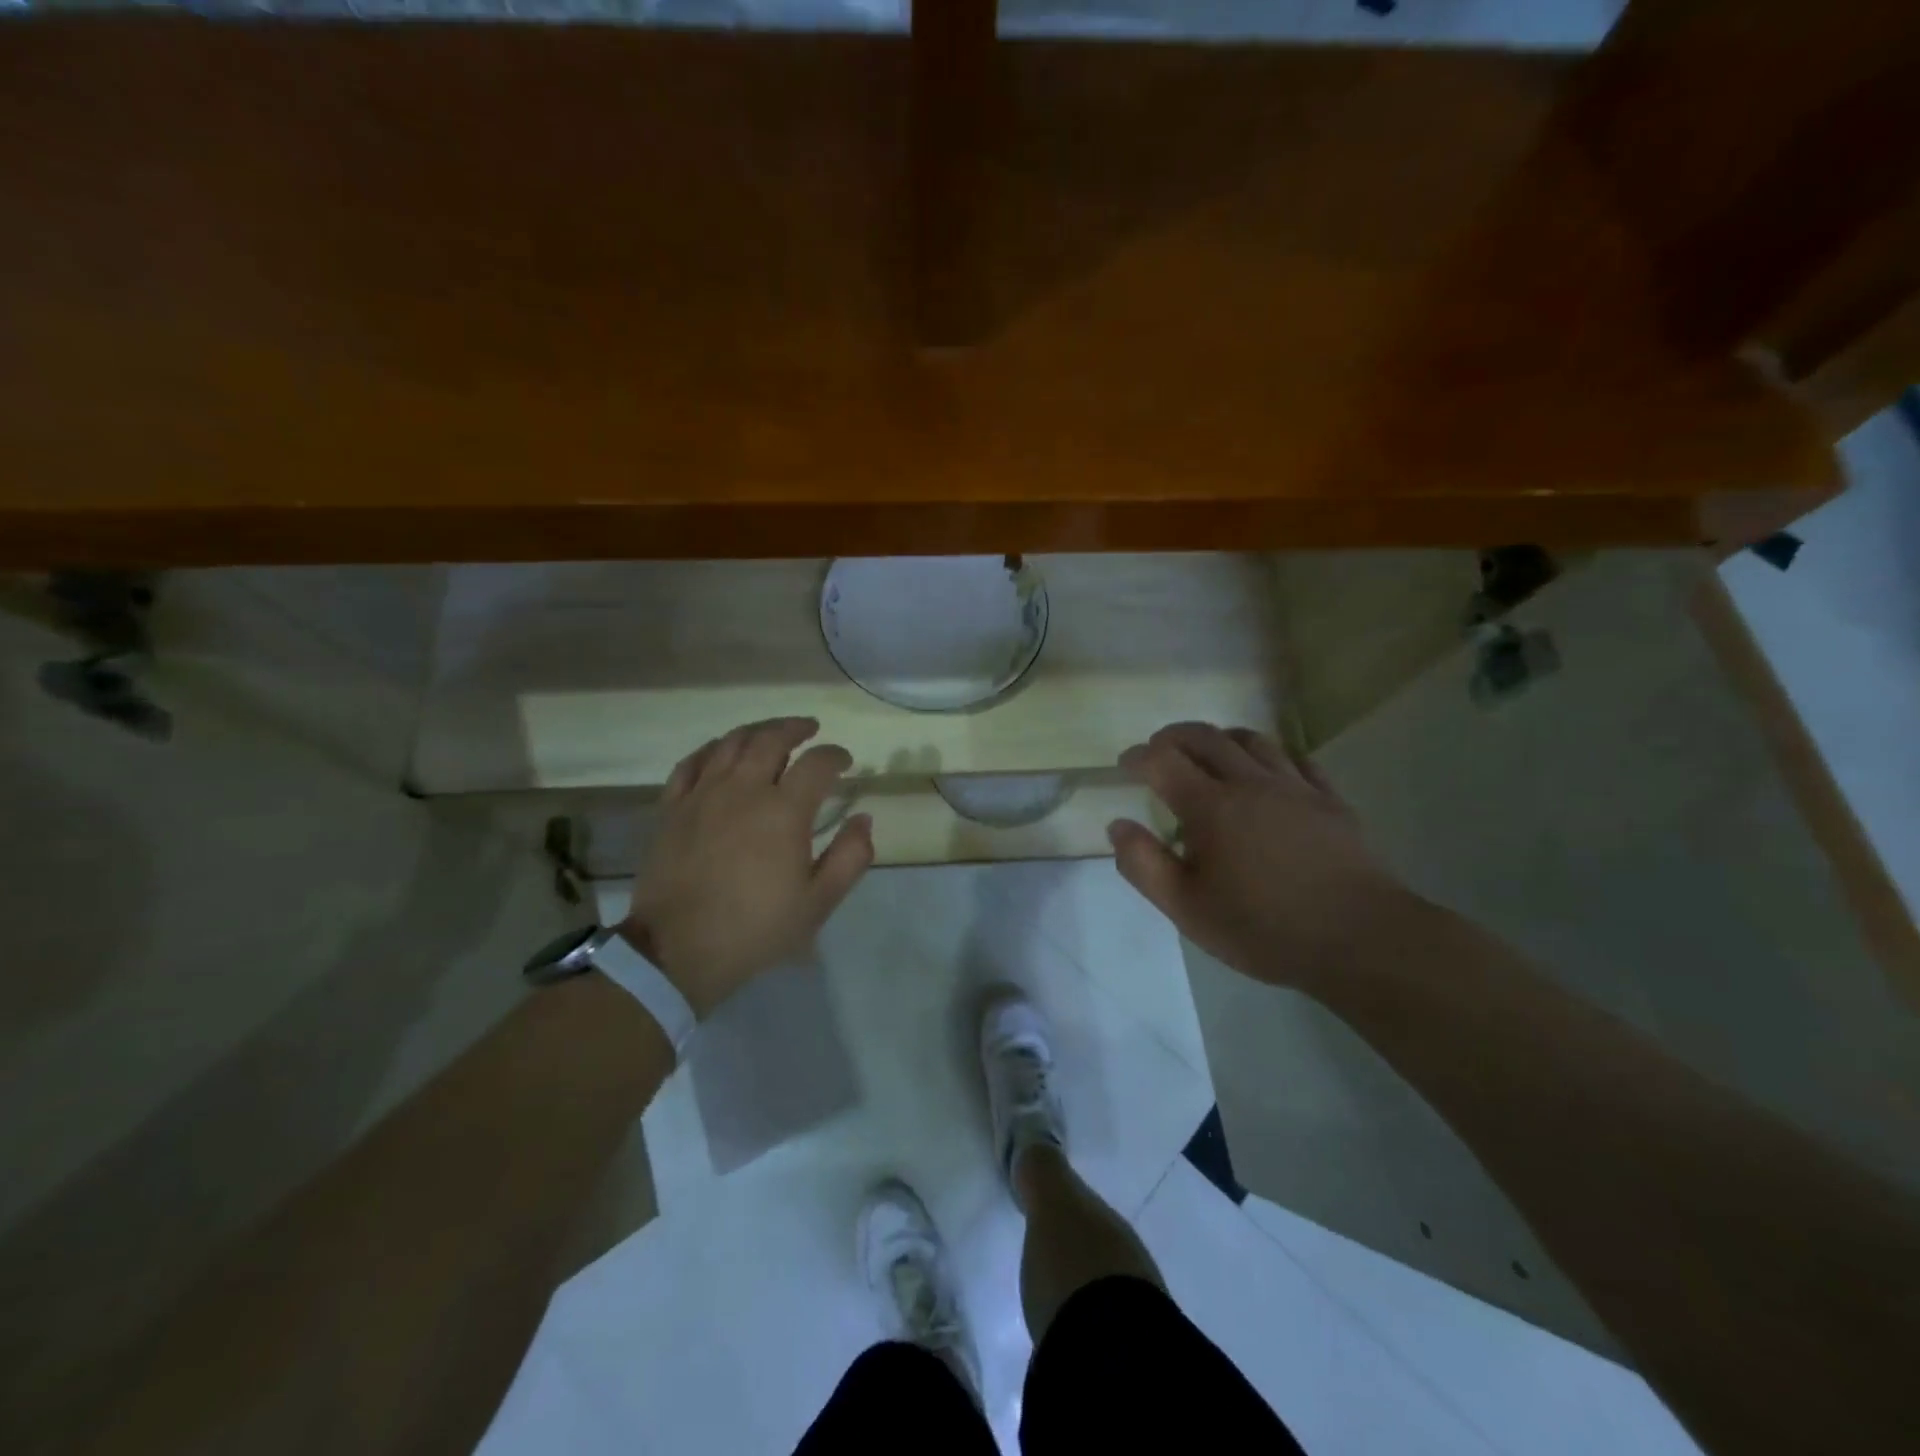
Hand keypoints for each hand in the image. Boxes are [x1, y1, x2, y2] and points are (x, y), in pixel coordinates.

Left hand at [623, 717, 872, 1017]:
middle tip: (810, 729)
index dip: (835, 755)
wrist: (678, 950)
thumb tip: (863, 819)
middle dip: (795, 728)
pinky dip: (711, 749)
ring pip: (731, 743)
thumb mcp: (818, 902)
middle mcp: (744, 789)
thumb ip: (850, 857)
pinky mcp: (672, 808)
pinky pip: (690, 763)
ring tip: (770, 732)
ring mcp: (703, 795)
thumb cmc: (756, 928)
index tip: (845, 762)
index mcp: (784, 810)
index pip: (817, 763)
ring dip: (757, 731)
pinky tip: (720, 752)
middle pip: (771, 739)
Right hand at [1107, 722, 1406, 992]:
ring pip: (1253, 740)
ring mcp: (1296, 788)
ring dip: (1221, 738)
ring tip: (1209, 751)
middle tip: (1158, 748)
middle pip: (1206, 738)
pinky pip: (1298, 760)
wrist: (1360, 939)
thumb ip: (1144, 865)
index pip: (1163, 761)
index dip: (1139, 757)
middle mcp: (1250, 783)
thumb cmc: (1264, 928)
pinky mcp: (1331, 801)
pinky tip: (1270, 770)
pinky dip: (1272, 755)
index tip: (1125, 765)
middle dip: (1174, 736)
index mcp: (1211, 807)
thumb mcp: (1187, 909)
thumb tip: (1118, 826)